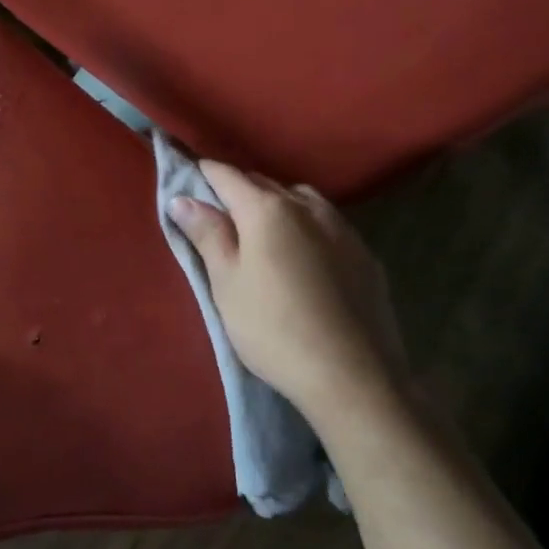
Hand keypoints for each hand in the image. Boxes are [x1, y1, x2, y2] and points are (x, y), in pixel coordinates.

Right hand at [167, 162, 412, 433]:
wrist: (352, 376)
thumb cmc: (272, 328)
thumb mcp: (226, 283)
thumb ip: (207, 234)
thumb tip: (182, 198)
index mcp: (267, 210)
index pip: (227, 176)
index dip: (203, 172)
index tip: (187, 174)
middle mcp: (307, 207)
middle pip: (264, 184)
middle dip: (238, 189)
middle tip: (216, 212)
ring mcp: (342, 230)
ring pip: (300, 200)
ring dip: (276, 204)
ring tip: (261, 230)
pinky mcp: (365, 256)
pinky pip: (327, 224)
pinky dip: (305, 226)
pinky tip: (303, 254)